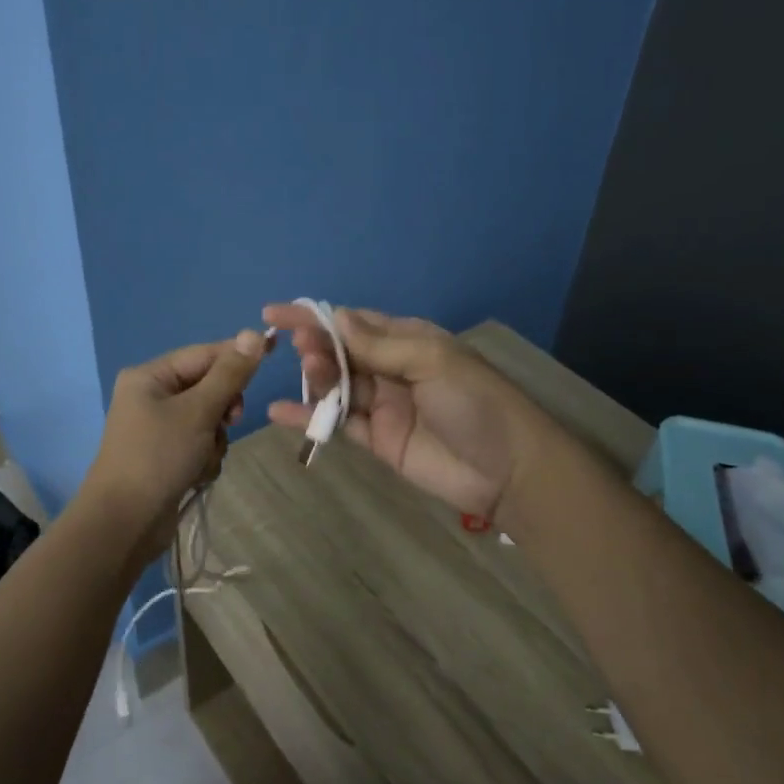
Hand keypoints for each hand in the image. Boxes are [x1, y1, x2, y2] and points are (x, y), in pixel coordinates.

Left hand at [77, 329, 271, 569]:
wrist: (124, 523)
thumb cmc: (158, 457)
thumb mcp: (198, 411)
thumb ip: (229, 374)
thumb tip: (254, 332)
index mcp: (150, 376)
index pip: (204, 354)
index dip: (237, 356)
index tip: (272, 354)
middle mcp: (152, 397)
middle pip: (208, 387)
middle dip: (222, 409)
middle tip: (228, 422)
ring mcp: (158, 428)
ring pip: (209, 420)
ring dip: (214, 439)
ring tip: (201, 459)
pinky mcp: (166, 456)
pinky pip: (200, 444)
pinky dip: (205, 458)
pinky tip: (195, 475)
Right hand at [262, 305, 542, 520]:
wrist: (508, 470)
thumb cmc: (476, 403)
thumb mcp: (432, 361)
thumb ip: (380, 345)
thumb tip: (335, 317)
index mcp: (408, 340)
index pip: (354, 322)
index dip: (316, 316)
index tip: (276, 313)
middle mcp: (391, 368)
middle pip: (341, 352)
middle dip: (316, 346)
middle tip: (300, 349)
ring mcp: (382, 405)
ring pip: (337, 386)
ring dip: (316, 378)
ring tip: (307, 376)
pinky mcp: (376, 440)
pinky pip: (337, 424)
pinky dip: (309, 418)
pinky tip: (279, 413)